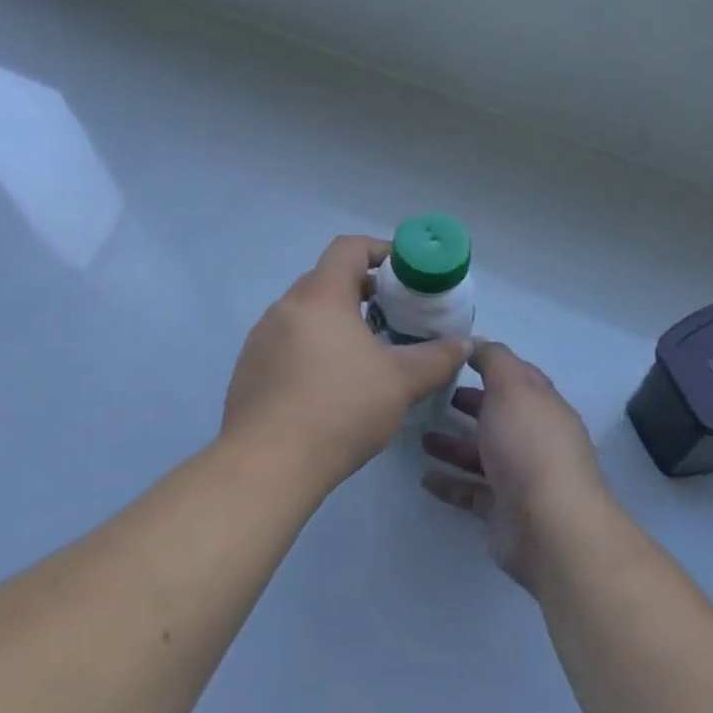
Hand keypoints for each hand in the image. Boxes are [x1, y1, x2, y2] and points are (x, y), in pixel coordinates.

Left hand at [223, 235, 470, 491]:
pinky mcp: (249, 369)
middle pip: (326, 280)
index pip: (348, 248)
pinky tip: (331, 385)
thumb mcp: (401, 382)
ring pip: (306, 314)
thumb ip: (437, 358)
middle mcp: (285, 308)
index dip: (381, 251)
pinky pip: (287, 343)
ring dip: (337, 322)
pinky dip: (313, 348)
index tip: (406, 273)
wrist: (268, 464)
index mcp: (320, 297)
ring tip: (366, 353)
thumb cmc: (340, 409)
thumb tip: (463, 344)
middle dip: (363, 291)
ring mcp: (261, 339)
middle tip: (394, 315)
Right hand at [421, 341, 612, 589]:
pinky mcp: (503, 511)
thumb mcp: (512, 386)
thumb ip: (494, 360)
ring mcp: (520, 477)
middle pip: (498, 416)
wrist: (549, 526)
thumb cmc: (529, 445)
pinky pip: (471, 491)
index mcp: (542, 406)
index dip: (490, 364)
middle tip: (433, 396)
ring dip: (453, 444)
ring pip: (482, 454)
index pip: (518, 377)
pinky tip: (424, 477)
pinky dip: (450, 483)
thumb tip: (477, 343)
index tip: (455, 357)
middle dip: (470, 404)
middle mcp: (534, 439)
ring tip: (420, 438)